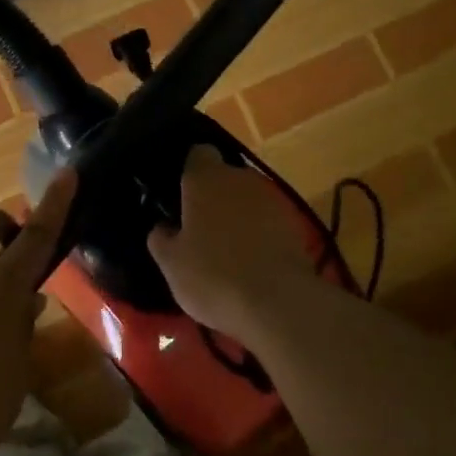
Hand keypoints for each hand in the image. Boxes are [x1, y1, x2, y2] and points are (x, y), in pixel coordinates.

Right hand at [147, 146, 321, 341]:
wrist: (278, 301)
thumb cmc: (213, 275)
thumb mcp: (171, 264)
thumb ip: (161, 238)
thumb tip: (163, 227)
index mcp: (205, 179)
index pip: (198, 154)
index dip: (190, 171)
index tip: (181, 196)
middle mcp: (240, 178)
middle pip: (224, 177)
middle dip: (213, 196)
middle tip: (199, 228)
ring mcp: (272, 199)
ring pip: (247, 199)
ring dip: (237, 216)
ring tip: (227, 250)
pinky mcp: (294, 223)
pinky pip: (268, 220)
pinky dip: (259, 233)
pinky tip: (252, 262)